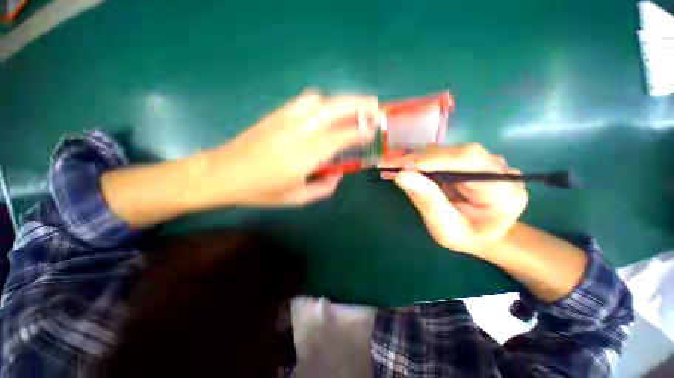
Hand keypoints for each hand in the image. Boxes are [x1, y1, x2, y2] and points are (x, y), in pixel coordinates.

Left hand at [203, 90, 378, 206]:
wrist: (222, 173)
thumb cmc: (260, 190)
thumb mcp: (296, 199)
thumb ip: (322, 189)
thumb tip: (338, 176)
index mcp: (304, 157)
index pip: (340, 138)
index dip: (360, 132)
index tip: (373, 130)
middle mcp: (298, 132)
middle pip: (334, 109)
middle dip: (358, 104)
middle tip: (374, 106)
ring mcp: (285, 119)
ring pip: (319, 100)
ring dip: (339, 102)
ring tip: (350, 111)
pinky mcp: (276, 114)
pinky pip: (304, 101)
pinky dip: (321, 103)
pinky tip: (323, 113)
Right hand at [382, 144, 527, 254]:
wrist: (482, 235)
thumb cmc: (465, 237)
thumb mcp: (445, 228)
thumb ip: (428, 201)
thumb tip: (401, 175)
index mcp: (503, 190)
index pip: (466, 160)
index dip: (429, 160)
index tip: (398, 168)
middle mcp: (499, 168)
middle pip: (454, 152)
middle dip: (417, 158)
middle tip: (388, 166)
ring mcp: (487, 161)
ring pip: (447, 150)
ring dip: (416, 158)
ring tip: (393, 166)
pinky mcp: (473, 160)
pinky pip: (444, 154)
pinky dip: (421, 159)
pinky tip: (406, 165)